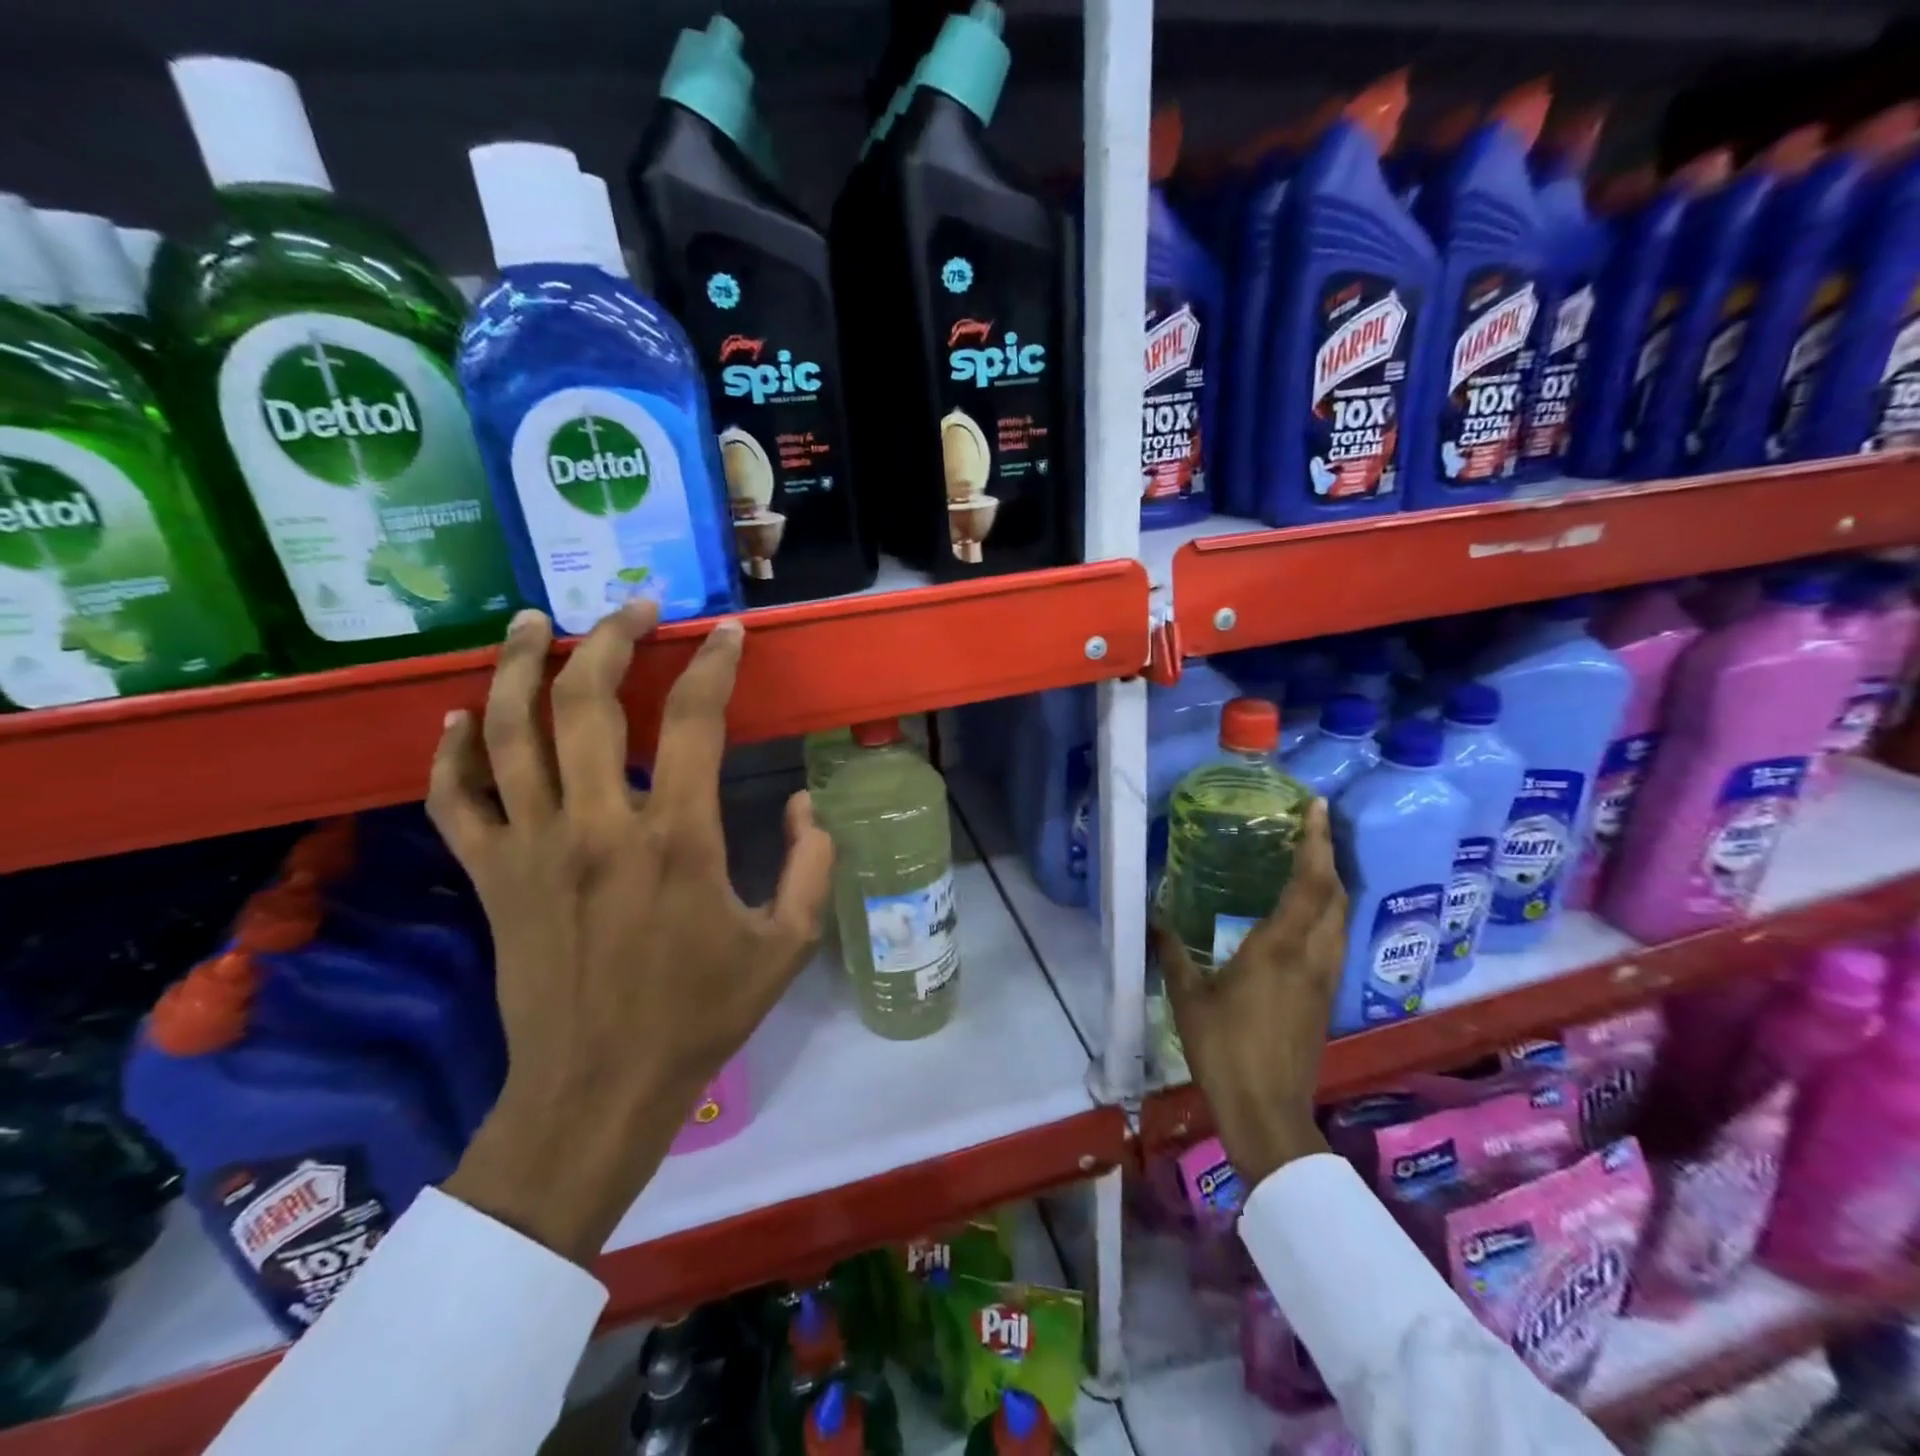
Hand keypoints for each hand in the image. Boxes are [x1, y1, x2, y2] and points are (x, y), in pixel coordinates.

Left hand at [432, 605, 833, 1264]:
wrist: (598, 1088)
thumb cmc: (701, 1015)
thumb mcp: (787, 944)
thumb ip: (811, 864)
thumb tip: (807, 804)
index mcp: (677, 839)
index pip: (696, 720)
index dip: (714, 664)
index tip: (727, 633)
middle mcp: (598, 825)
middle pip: (589, 702)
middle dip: (612, 638)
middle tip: (635, 607)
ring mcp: (532, 847)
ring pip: (510, 732)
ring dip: (521, 664)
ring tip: (534, 620)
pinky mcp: (490, 877)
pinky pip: (455, 798)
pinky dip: (452, 750)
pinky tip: (462, 714)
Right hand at [1154, 799, 1346, 1185]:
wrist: (1267, 1111)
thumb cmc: (1224, 1049)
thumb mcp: (1189, 997)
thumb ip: (1171, 953)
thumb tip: (1152, 920)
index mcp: (1279, 947)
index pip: (1309, 883)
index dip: (1316, 842)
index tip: (1316, 807)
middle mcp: (1311, 955)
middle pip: (1334, 894)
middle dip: (1327, 856)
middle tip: (1308, 829)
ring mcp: (1324, 978)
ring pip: (1340, 918)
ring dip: (1331, 885)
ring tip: (1309, 863)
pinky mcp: (1325, 997)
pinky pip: (1334, 939)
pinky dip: (1326, 913)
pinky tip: (1303, 916)